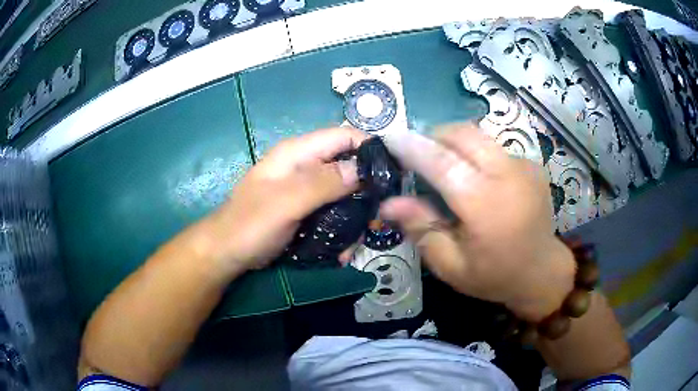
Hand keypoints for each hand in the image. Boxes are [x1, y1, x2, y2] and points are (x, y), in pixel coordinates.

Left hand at [204, 128, 367, 273]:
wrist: (227, 252)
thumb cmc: (250, 224)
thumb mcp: (285, 202)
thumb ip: (322, 182)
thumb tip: (363, 168)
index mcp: (298, 153)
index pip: (343, 136)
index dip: (369, 147)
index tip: (393, 172)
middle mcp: (305, 165)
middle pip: (347, 164)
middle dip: (365, 187)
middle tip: (379, 213)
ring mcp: (305, 188)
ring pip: (343, 190)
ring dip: (355, 213)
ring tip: (357, 239)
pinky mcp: (305, 208)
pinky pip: (333, 209)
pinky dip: (342, 225)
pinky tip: (342, 248)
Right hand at [379, 124, 575, 321]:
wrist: (542, 272)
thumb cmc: (494, 276)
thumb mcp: (451, 265)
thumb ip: (422, 229)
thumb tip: (388, 203)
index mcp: (486, 206)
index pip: (444, 163)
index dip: (414, 147)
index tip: (390, 138)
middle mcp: (508, 176)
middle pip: (465, 134)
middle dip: (434, 135)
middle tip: (418, 153)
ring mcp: (524, 166)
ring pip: (480, 135)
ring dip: (455, 141)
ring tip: (444, 164)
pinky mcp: (532, 164)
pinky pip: (495, 147)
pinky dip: (476, 153)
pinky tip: (476, 177)